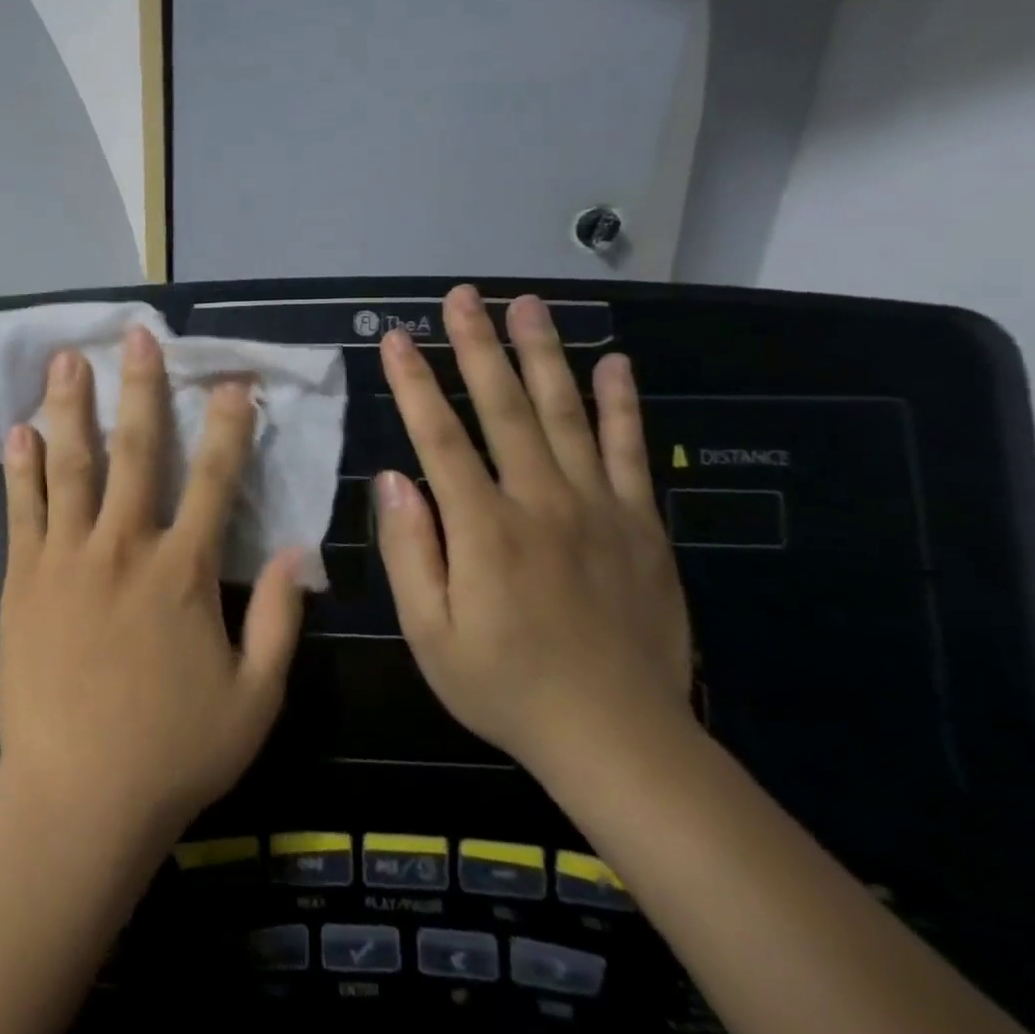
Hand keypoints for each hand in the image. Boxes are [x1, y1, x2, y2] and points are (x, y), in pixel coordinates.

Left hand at [0, 328, 305, 845]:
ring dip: (71, 407)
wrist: (77, 798)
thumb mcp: (254, 699)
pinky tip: (20, 430)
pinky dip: (22, 467)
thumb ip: (280, 621)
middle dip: (142, 388)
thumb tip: (299, 552)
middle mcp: (124, 547)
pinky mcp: (24, 579)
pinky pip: (22, 509)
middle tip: (139, 336)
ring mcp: (67, 558)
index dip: (229, 426)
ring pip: (71, 465)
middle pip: (137, 451)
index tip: (234, 382)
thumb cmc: (173, 752)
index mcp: (183, 571)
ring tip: (67, 358)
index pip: (215, 479)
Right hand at [375, 287, 691, 769]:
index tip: (398, 337)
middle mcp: (540, 501)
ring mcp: (597, 507)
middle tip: (464, 295)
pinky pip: (628, 451)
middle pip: (504, 407)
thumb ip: (409, 551)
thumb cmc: (506, 686)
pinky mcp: (641, 524)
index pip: (439, 437)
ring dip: (543, 355)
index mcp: (483, 528)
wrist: (619, 738)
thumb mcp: (430, 634)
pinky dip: (621, 405)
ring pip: (566, 413)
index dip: (414, 383)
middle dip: (478, 345)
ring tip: (528, 305)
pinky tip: (613, 364)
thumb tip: (393, 478)